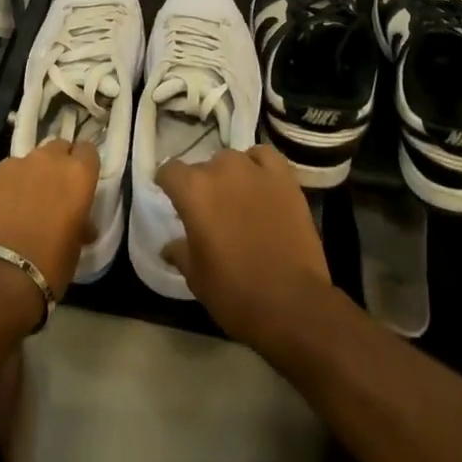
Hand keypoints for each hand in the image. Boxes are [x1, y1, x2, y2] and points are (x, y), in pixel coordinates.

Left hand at [0, 140, 100, 296]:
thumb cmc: (47, 266)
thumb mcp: (75, 248)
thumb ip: (79, 224)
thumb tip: (81, 225)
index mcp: (76, 175)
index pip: (88, 151)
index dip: (83, 165)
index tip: (79, 183)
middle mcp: (46, 160)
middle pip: (57, 148)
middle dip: (56, 165)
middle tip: (52, 193)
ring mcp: (12, 165)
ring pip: (25, 162)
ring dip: (27, 178)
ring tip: (18, 208)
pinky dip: (1, 190)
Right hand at [158, 146, 333, 352]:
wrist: (293, 304)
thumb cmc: (235, 293)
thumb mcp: (196, 277)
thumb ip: (180, 252)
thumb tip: (168, 246)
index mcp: (193, 191)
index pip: (169, 171)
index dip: (168, 184)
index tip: (171, 198)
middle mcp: (221, 170)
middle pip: (203, 166)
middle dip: (202, 185)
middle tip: (209, 212)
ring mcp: (255, 170)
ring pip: (233, 160)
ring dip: (229, 176)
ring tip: (237, 199)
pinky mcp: (284, 178)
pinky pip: (265, 157)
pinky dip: (258, 166)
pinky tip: (260, 183)